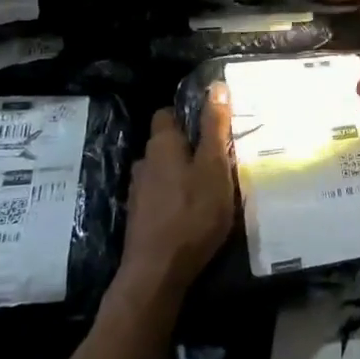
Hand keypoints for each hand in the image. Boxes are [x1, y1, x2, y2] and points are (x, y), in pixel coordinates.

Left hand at [121, 88, 234, 296]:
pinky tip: (194, 212)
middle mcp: (144, 162)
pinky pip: (162, 196)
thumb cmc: (192, 212)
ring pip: (164, 171)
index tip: (214, 122)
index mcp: (161, 144)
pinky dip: (177, 197)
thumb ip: (215, 127)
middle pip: (167, 144)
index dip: (189, 113)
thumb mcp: (213, 166)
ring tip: (210, 186)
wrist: (157, 273)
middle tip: (220, 157)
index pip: (168, 113)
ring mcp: (139, 192)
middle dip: (190, 147)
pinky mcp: (141, 219)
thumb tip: (217, 85)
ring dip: (183, 174)